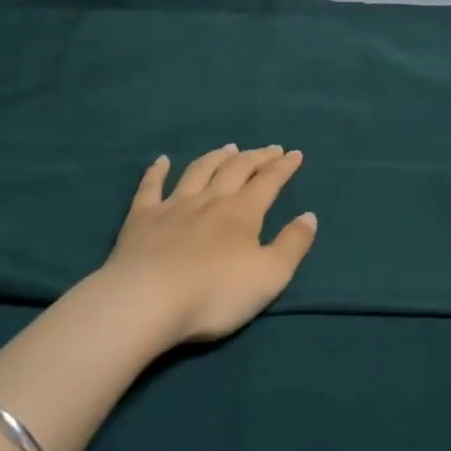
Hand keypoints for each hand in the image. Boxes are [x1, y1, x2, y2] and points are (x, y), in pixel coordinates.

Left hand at [96, 144, 317, 343]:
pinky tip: (161, 160)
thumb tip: (309, 216)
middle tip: (268, 149)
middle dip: (255, 157)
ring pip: (198, 171)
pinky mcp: (141, 218)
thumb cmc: (215, 293)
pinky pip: (150, 187)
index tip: (294, 153)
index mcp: (242, 212)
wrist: (146, 301)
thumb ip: (293, 244)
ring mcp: (173, 206)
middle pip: (236, 169)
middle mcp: (210, 200)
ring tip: (228, 148)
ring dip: (215, 157)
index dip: (283, 167)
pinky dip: (157, 171)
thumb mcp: (270, 276)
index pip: (268, 181)